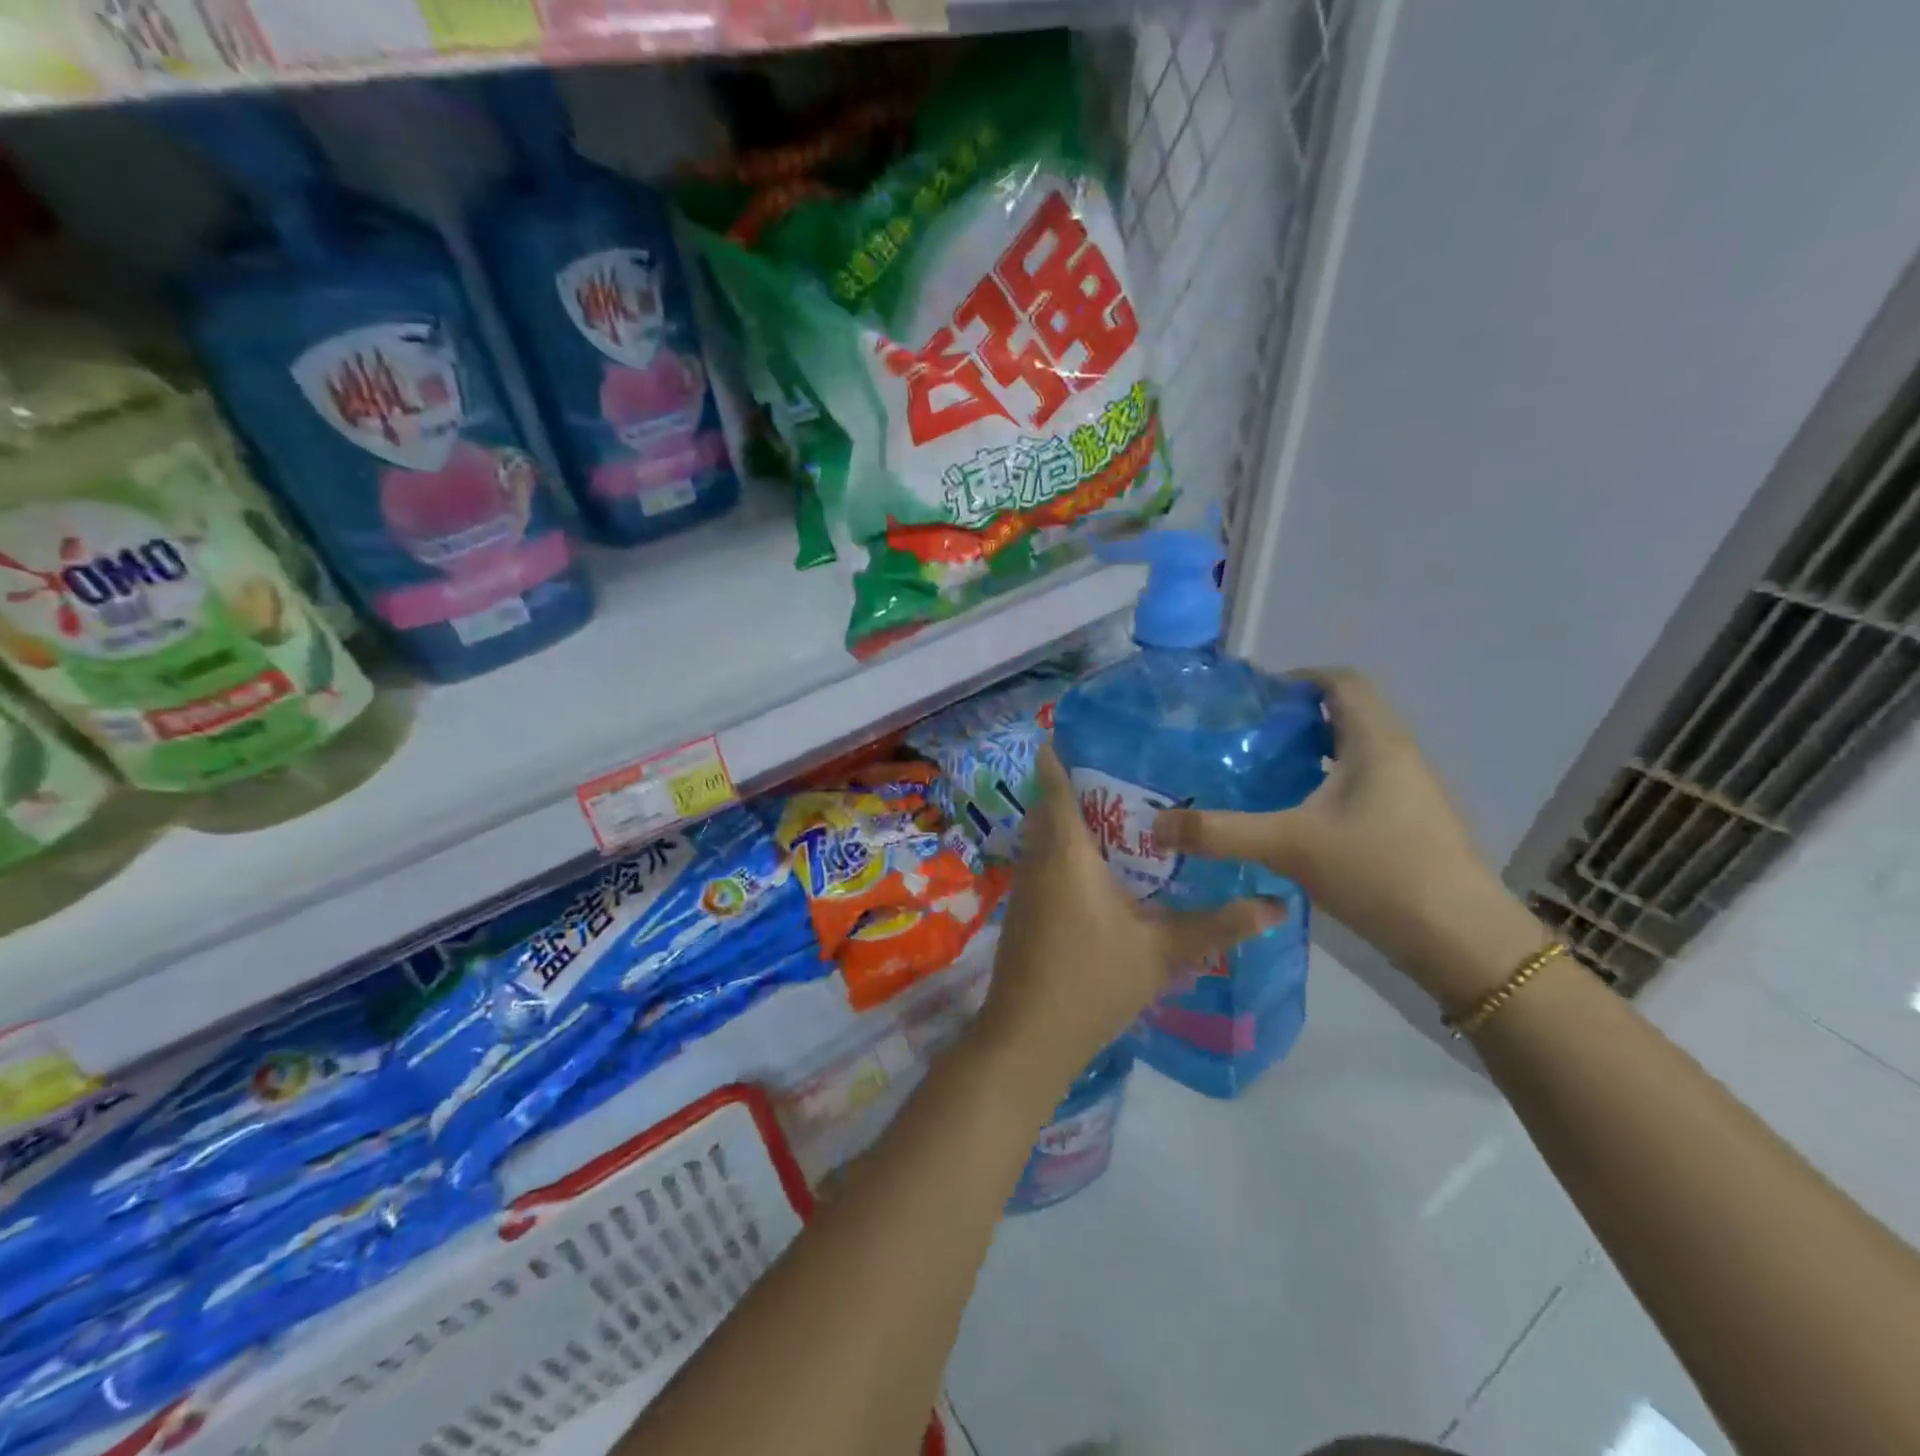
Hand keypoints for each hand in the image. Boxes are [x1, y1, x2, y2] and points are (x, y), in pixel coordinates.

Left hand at [976, 744, 1282, 1090]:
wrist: (1029, 1035)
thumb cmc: (1094, 981)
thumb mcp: (1163, 952)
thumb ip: (1218, 926)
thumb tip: (1278, 907)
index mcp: (1068, 853)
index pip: (1057, 787)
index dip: (1060, 756)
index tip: (1080, 731)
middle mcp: (1040, 859)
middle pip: (1050, 806)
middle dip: (1076, 785)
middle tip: (1122, 770)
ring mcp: (1026, 886)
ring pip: (1044, 835)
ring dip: (1069, 819)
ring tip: (1116, 810)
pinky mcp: (1024, 909)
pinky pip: (1043, 860)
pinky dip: (1064, 849)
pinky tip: (1097, 865)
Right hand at [1152, 669, 1546, 1012]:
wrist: (1461, 941)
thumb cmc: (1379, 871)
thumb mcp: (1289, 846)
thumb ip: (1220, 832)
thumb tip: (1155, 825)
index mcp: (1375, 741)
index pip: (1340, 681)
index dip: (1297, 678)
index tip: (1252, 700)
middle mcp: (1397, 755)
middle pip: (1345, 714)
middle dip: (1294, 720)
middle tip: (1243, 740)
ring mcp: (1408, 791)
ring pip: (1353, 752)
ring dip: (1309, 754)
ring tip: (1259, 775)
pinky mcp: (1409, 824)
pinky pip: (1361, 785)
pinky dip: (1325, 785)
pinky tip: (1294, 818)